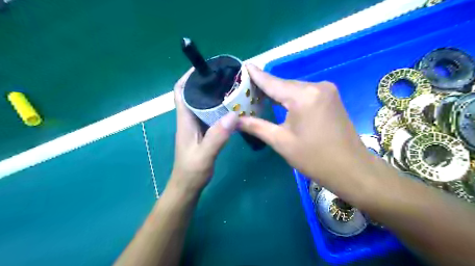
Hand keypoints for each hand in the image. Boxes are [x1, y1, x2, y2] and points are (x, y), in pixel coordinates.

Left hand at [171, 68, 236, 193]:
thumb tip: (233, 114)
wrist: (188, 185)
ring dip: (213, 95)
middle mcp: (189, 119)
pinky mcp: (203, 132)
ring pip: (202, 104)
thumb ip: (217, 136)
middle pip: (193, 94)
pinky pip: (209, 115)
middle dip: (205, 83)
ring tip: (230, 89)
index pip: (181, 91)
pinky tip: (231, 108)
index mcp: (185, 120)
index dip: (188, 77)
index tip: (204, 68)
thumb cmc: (192, 171)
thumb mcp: (205, 154)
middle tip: (224, 77)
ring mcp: (196, 126)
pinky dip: (218, 108)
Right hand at [239, 65, 368, 188]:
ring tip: (259, 95)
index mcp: (303, 96)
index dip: (256, 75)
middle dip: (266, 87)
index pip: (272, 82)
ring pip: (295, 88)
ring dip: (278, 93)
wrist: (351, 169)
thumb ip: (256, 126)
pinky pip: (305, 93)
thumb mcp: (281, 142)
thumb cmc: (314, 158)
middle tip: (246, 89)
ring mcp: (327, 90)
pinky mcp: (331, 97)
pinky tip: (280, 101)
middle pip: (284, 84)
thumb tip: (234, 120)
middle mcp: (316, 86)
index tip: (244, 66)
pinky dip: (291, 97)